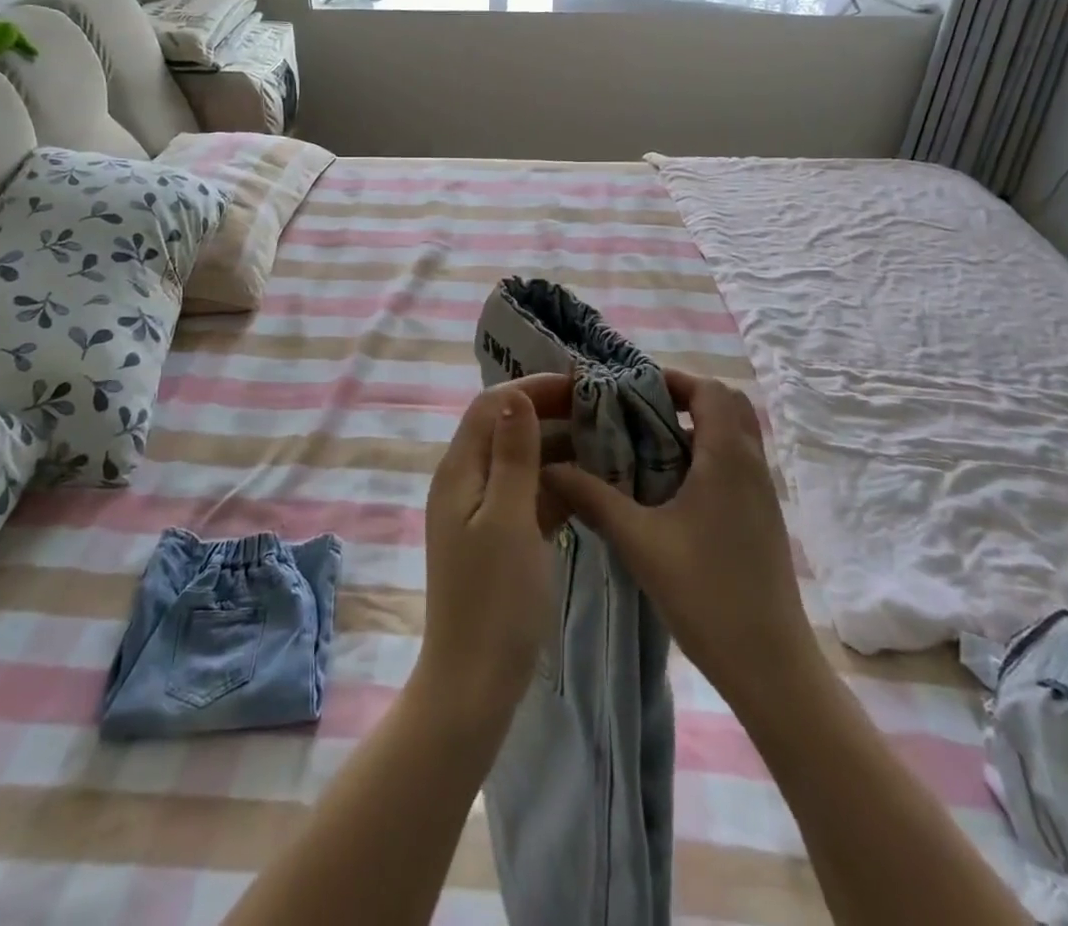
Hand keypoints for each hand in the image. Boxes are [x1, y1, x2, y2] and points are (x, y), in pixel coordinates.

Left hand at [416, 375, 571, 723]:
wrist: (475, 682)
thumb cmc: (494, 600)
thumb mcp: (508, 519)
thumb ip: (513, 455)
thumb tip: (516, 394)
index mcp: (459, 470)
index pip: (493, 405)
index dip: (534, 388)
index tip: (582, 385)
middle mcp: (465, 481)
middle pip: (506, 427)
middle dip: (550, 412)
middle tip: (603, 410)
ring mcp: (481, 510)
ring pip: (521, 460)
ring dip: (558, 446)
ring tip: (607, 440)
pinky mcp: (499, 535)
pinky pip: (528, 493)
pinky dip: (557, 482)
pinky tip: (594, 483)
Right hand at [540, 369, 820, 721]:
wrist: (770, 665)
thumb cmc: (705, 593)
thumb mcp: (639, 542)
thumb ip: (592, 498)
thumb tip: (548, 467)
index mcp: (727, 458)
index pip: (709, 390)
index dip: (672, 379)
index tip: (630, 388)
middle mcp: (751, 465)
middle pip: (728, 405)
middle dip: (685, 398)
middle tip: (639, 411)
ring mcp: (762, 494)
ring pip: (734, 436)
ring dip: (696, 427)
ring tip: (646, 444)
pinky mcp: (762, 518)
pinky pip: (736, 464)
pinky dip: (706, 456)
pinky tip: (669, 488)